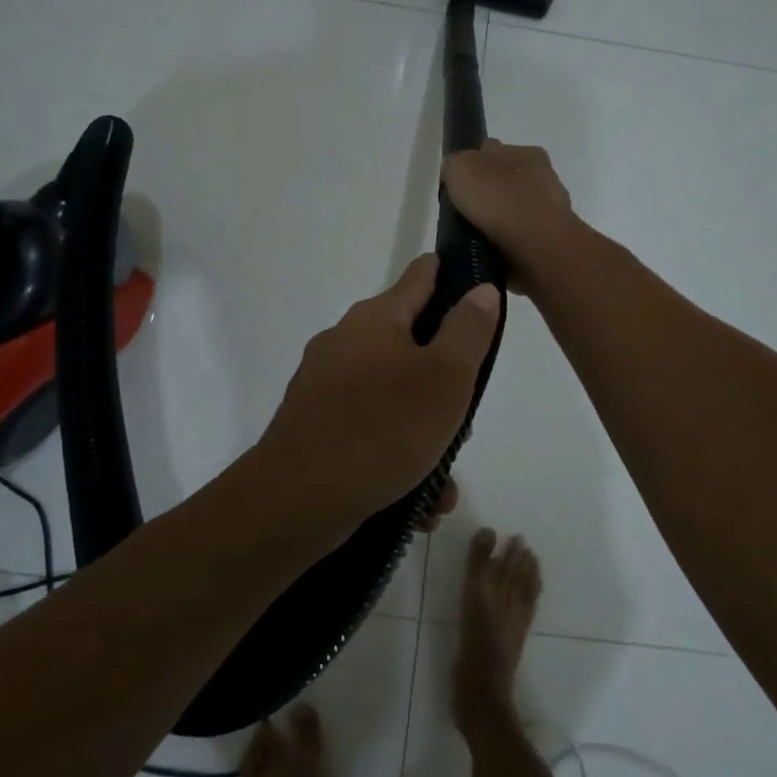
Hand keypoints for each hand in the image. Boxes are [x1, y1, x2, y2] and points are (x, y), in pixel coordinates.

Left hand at [256, 257, 498, 526]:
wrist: (295, 501)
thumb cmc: (382, 429)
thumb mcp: (445, 378)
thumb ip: (468, 330)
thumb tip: (480, 289)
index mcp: (376, 318)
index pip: (422, 275)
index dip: (454, 275)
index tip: (481, 290)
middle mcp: (345, 341)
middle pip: (411, 343)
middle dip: (444, 381)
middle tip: (463, 422)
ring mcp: (324, 384)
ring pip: (393, 397)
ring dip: (424, 433)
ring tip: (441, 481)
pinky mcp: (315, 424)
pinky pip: (369, 429)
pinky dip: (395, 456)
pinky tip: (415, 500)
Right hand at [440, 140, 578, 292]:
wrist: (535, 242)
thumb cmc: (497, 198)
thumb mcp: (460, 168)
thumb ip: (455, 165)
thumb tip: (456, 172)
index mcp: (526, 152)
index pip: (494, 152)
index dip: (474, 165)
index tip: (460, 185)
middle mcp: (544, 175)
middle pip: (508, 179)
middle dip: (491, 192)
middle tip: (469, 212)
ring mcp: (552, 208)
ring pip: (519, 208)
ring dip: (504, 218)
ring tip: (481, 235)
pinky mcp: (553, 238)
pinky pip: (526, 235)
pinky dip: (513, 239)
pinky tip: (498, 249)